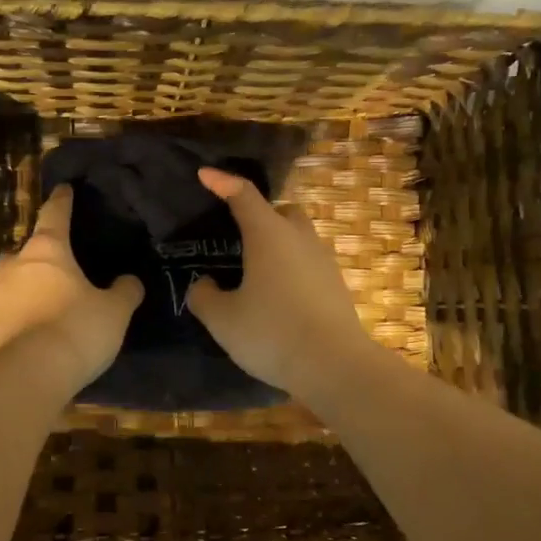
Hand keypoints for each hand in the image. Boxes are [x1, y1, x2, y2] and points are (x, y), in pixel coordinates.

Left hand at [0, 185, 143, 388]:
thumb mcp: (115, 309)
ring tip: (37, 289)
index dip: (62, 201)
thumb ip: (125, 290)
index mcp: (47, 249)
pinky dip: (15, 307)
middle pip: (24, 247)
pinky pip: (4, 306)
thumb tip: (130, 281)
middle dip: (37, 250)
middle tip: (56, 259)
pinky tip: (28, 318)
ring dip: (20, 278)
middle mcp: (15, 264)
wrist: (33, 373)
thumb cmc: (78, 328)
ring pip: (7, 275)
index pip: (54, 214)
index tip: (64, 189)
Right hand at [186, 167, 379, 400]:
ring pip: (298, 237)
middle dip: (260, 215)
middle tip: (238, 237)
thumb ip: (204, 296)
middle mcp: (299, 238)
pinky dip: (291, 268)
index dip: (221, 182)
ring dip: (278, 244)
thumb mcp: (222, 319)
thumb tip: (205, 284)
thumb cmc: (272, 332)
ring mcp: (323, 260)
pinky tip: (278, 296)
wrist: (335, 365)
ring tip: (256, 272)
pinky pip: (308, 263)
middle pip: (281, 211)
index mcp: (268, 234)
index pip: (243, 194)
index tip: (205, 175)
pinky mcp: (336, 285)